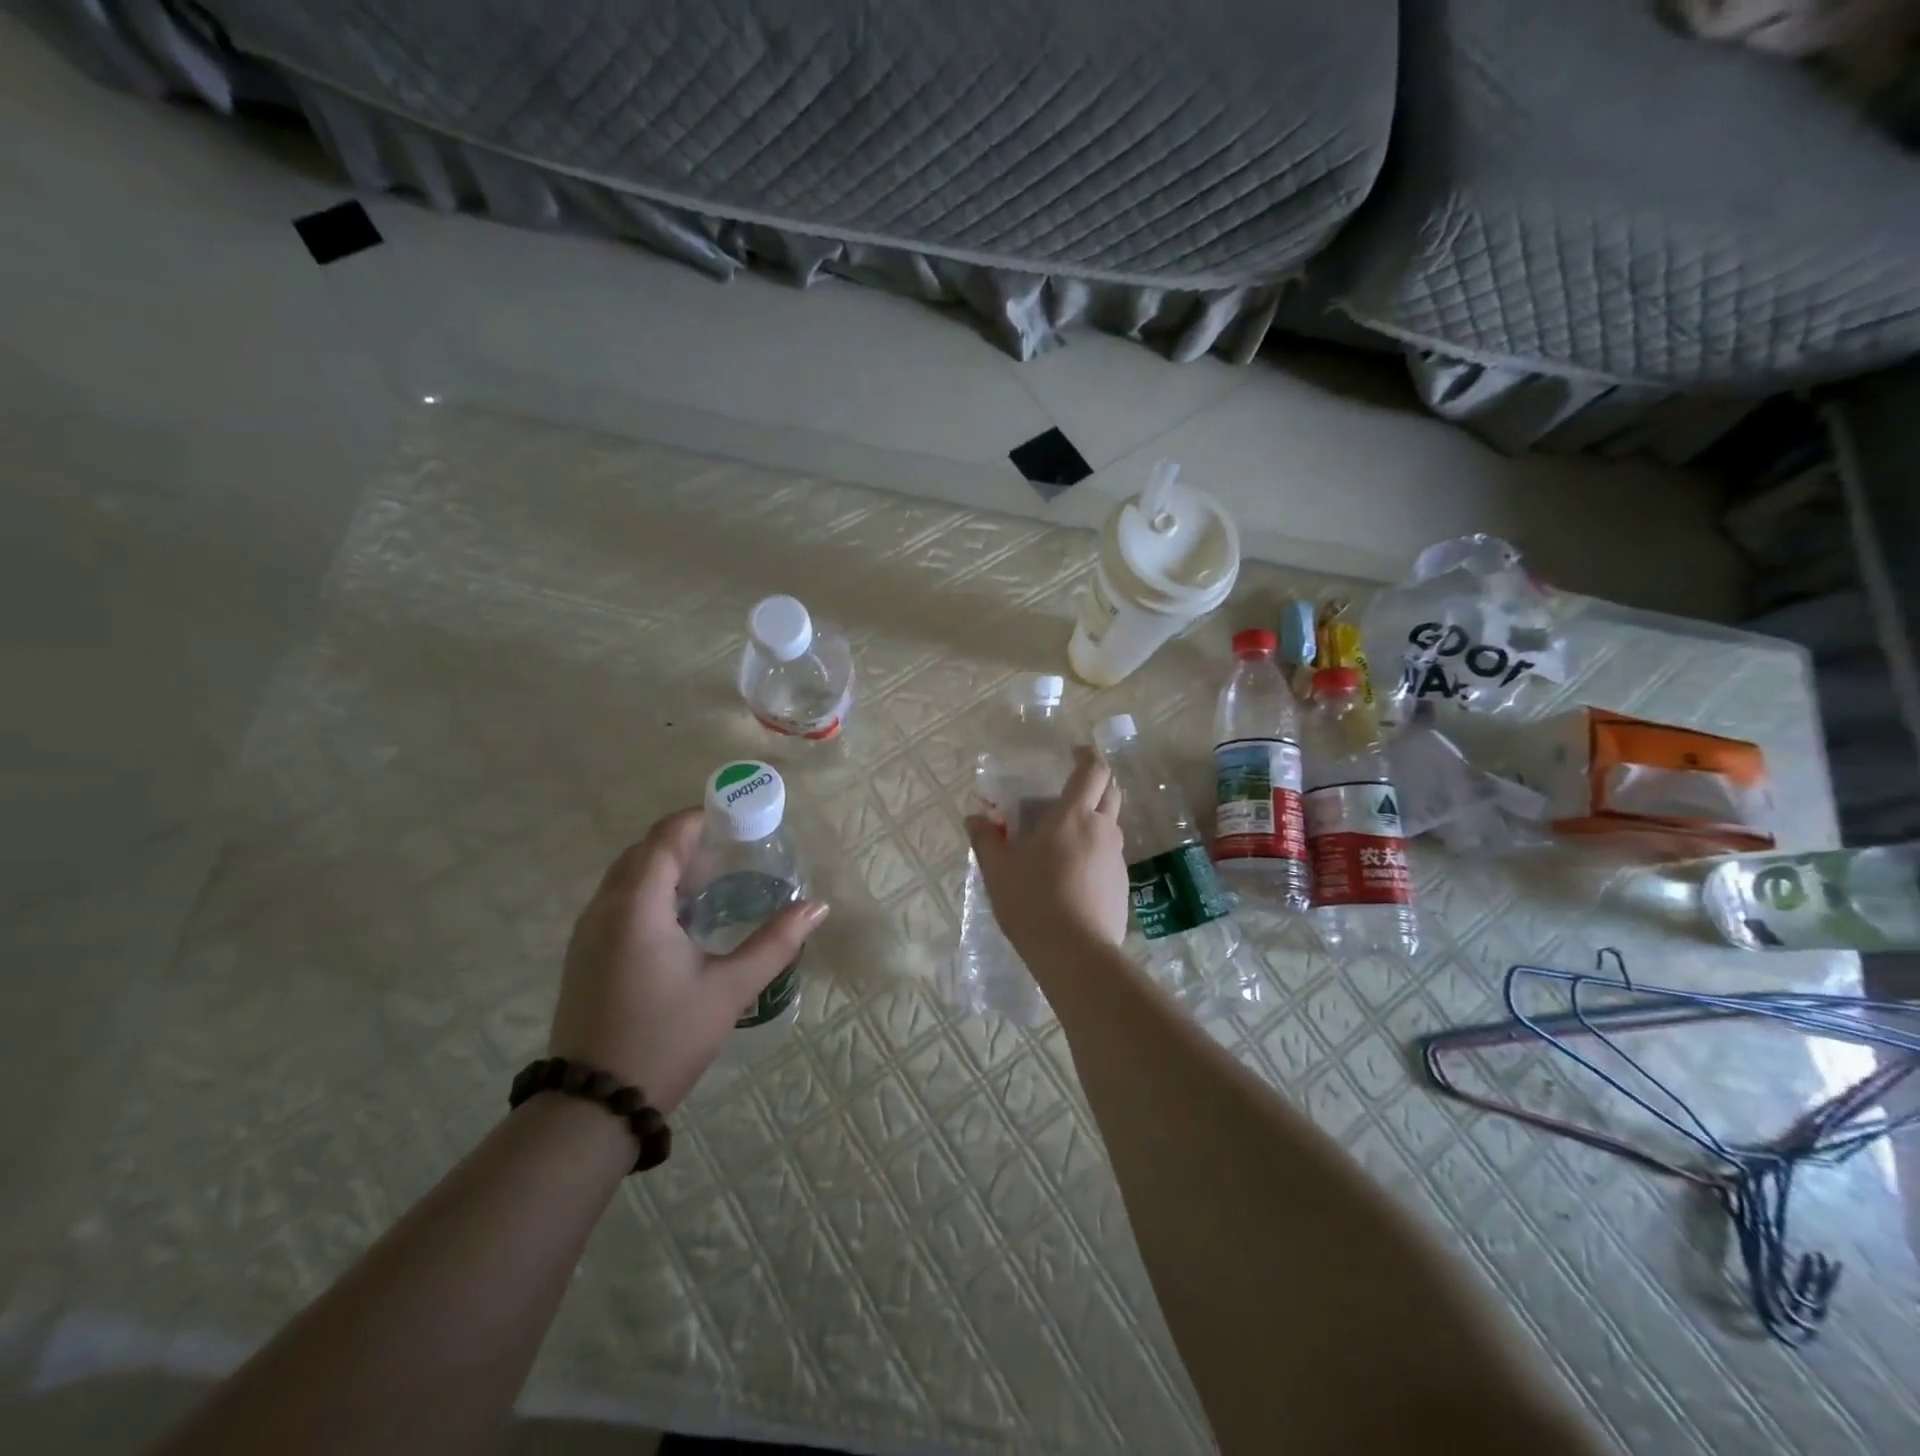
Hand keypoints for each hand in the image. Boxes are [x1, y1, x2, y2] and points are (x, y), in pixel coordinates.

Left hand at [550, 808, 828, 1110]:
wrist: (593, 1106)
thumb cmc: (666, 1037)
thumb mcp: (729, 988)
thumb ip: (775, 942)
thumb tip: (817, 907)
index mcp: (637, 905)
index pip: (665, 838)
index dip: (698, 818)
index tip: (734, 816)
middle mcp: (604, 909)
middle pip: (643, 851)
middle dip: (684, 840)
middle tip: (730, 848)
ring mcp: (587, 933)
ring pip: (625, 877)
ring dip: (664, 866)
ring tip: (710, 878)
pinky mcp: (583, 956)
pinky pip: (616, 901)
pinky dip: (648, 891)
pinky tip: (680, 917)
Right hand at [966, 745, 1128, 966]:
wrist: (1076, 953)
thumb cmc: (1033, 901)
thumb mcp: (998, 870)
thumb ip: (986, 839)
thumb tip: (974, 818)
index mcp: (1073, 815)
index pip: (1093, 770)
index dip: (1087, 755)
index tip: (1074, 753)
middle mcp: (1101, 829)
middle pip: (1111, 790)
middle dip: (1096, 781)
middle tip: (1071, 788)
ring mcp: (1116, 857)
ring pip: (1111, 823)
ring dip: (1095, 816)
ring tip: (1066, 833)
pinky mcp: (1122, 883)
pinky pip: (1110, 853)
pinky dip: (1096, 848)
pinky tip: (1074, 871)